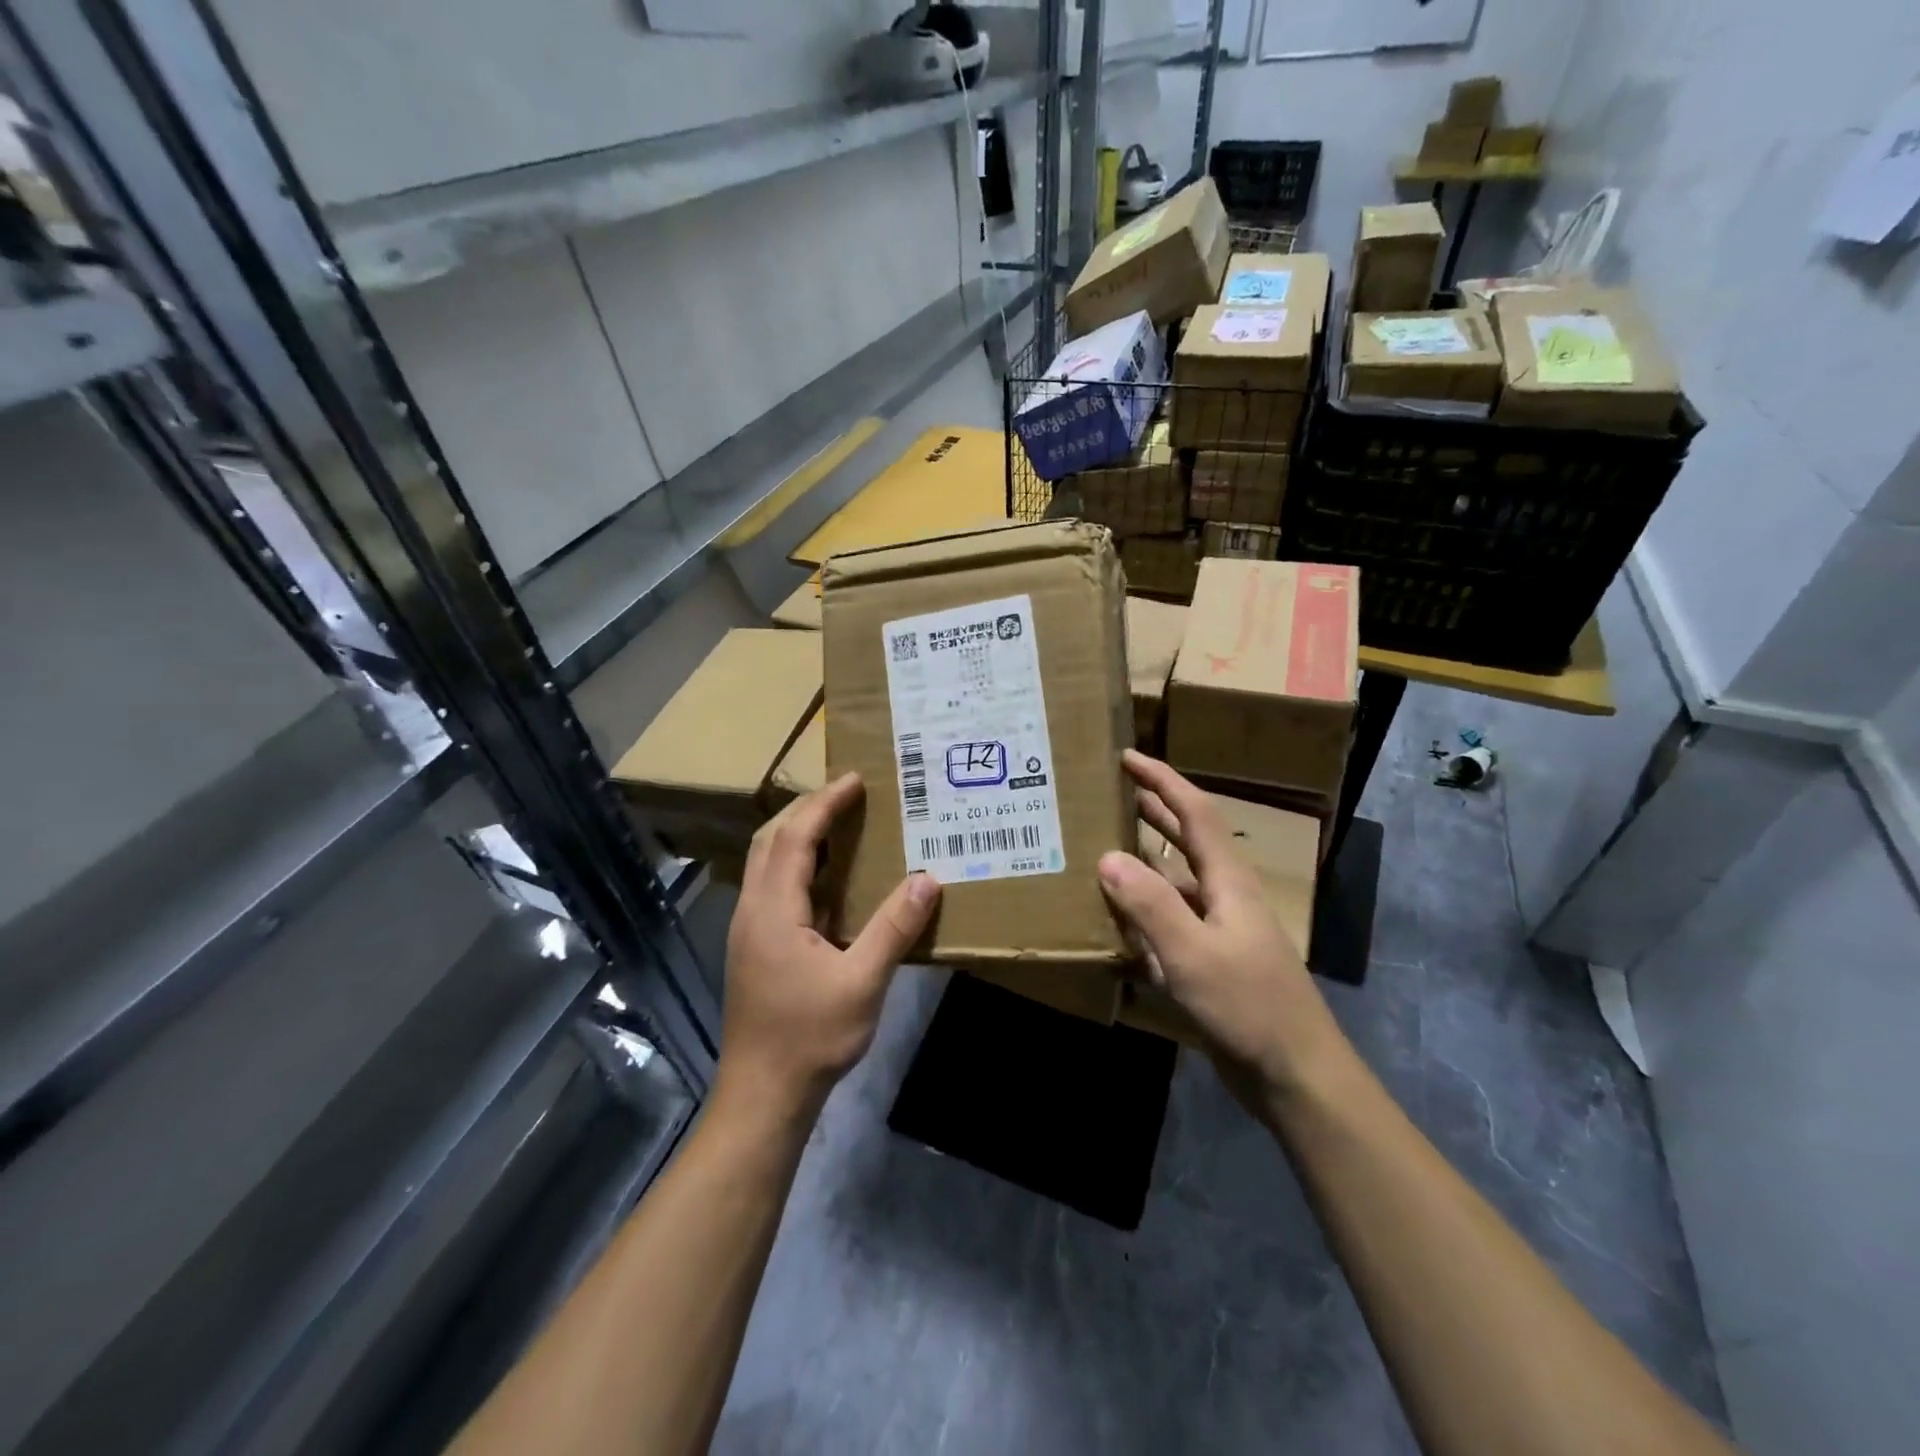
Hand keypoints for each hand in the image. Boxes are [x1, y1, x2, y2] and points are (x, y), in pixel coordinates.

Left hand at [719, 772, 939, 1115]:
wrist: (763, 1094)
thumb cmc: (811, 1037)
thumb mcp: (862, 982)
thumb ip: (894, 928)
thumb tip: (927, 879)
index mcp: (773, 909)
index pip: (796, 837)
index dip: (825, 804)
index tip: (855, 780)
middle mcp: (753, 910)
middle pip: (770, 840)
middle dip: (806, 810)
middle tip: (847, 795)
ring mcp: (749, 929)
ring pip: (766, 863)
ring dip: (798, 835)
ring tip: (839, 825)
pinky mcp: (754, 948)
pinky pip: (772, 886)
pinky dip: (797, 864)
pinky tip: (827, 880)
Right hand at [1098, 750, 1348, 1101]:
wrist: (1296, 1074)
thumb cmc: (1248, 1007)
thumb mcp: (1192, 954)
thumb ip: (1150, 905)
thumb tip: (1107, 857)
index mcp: (1228, 880)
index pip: (1194, 812)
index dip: (1162, 780)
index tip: (1128, 756)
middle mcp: (1225, 894)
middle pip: (1187, 837)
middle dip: (1153, 808)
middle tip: (1112, 790)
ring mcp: (1221, 928)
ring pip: (1177, 879)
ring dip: (1146, 858)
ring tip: (1104, 845)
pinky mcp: (1213, 958)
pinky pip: (1172, 918)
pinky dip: (1145, 907)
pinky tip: (1119, 919)